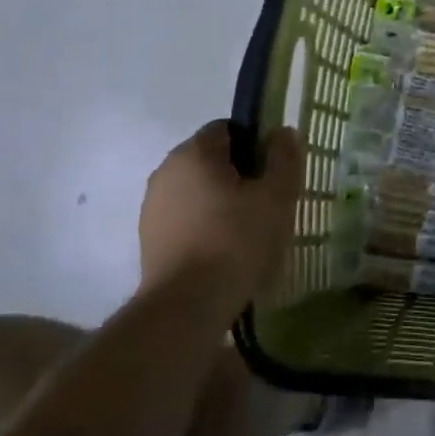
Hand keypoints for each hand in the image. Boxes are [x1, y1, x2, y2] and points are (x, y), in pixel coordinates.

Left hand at [138, 120, 302, 320]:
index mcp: (194, 152)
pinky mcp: (150, 238)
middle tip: (268, 204)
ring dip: (222, 202)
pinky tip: (225, 251)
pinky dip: (205, 225)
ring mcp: (153, 205)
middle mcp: (166, 170)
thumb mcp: (277, 196)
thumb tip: (282, 132)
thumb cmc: (236, 241)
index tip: (274, 174)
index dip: (257, 146)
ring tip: (249, 232)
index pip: (229, 129)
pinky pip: (186, 218)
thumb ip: (284, 158)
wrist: (187, 306)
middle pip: (212, 160)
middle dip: (241, 175)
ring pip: (198, 190)